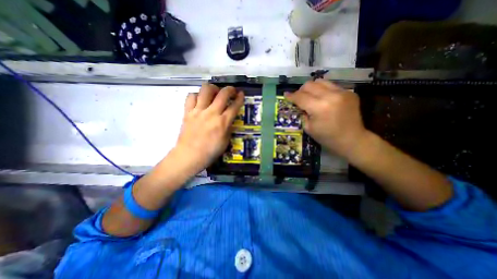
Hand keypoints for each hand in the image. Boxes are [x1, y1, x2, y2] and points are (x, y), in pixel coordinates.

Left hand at [172, 82, 245, 173]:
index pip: (234, 106)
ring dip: (213, 88)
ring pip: (205, 90)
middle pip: (222, 94)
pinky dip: (196, 95)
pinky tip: (199, 100)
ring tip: (214, 92)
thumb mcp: (225, 141)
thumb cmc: (210, 152)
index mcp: (222, 122)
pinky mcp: (187, 112)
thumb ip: (228, 128)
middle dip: (230, 89)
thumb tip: (229, 119)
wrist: (189, 156)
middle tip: (231, 90)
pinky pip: (191, 97)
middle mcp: (211, 113)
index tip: (241, 94)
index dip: (240, 98)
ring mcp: (198, 111)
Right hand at [283, 80, 367, 157]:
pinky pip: (331, 86)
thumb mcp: (308, 128)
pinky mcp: (349, 92)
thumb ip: (302, 113)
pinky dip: (323, 90)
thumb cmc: (327, 137)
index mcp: (319, 107)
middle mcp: (331, 96)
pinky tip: (324, 99)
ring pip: (321, 81)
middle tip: (299, 98)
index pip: (301, 97)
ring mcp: (342, 92)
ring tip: (311, 96)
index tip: (286, 95)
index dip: (291, 96)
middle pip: (310, 85)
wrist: (352, 139)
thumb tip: (298, 104)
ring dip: (312, 88)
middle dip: (301, 90)